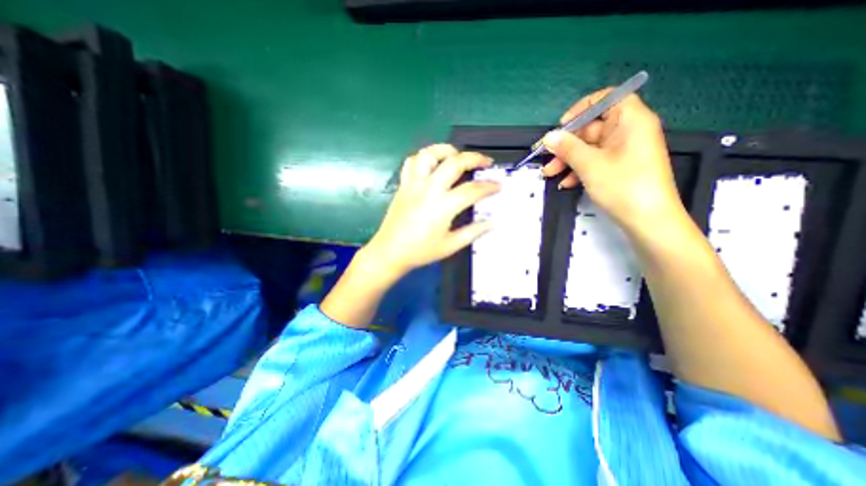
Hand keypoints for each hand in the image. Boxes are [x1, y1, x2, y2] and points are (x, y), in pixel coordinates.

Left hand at [364, 144, 501, 281]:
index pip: (472, 190)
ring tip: (457, 155)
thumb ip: (473, 232)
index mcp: (442, 207)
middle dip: (474, 158)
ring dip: (446, 150)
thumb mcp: (450, 246)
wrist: (390, 252)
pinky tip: (432, 164)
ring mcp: (413, 185)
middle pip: (454, 163)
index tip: (498, 186)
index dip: (489, 187)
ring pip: (429, 154)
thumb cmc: (420, 251)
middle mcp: (428, 190)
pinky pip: (412, 162)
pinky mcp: (403, 185)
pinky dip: (424, 158)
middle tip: (485, 162)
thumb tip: (493, 222)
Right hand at [540, 89, 682, 233]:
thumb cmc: (623, 186)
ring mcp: (624, 151)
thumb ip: (568, 148)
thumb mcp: (590, 165)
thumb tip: (549, 136)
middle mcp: (628, 132)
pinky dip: (579, 170)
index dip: (581, 109)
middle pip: (592, 128)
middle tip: (546, 158)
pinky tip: (566, 183)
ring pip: (589, 148)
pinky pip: (595, 161)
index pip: (606, 99)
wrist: (648, 221)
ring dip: (568, 160)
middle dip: (566, 144)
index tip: (562, 126)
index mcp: (630, 121)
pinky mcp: (619, 167)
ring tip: (549, 174)